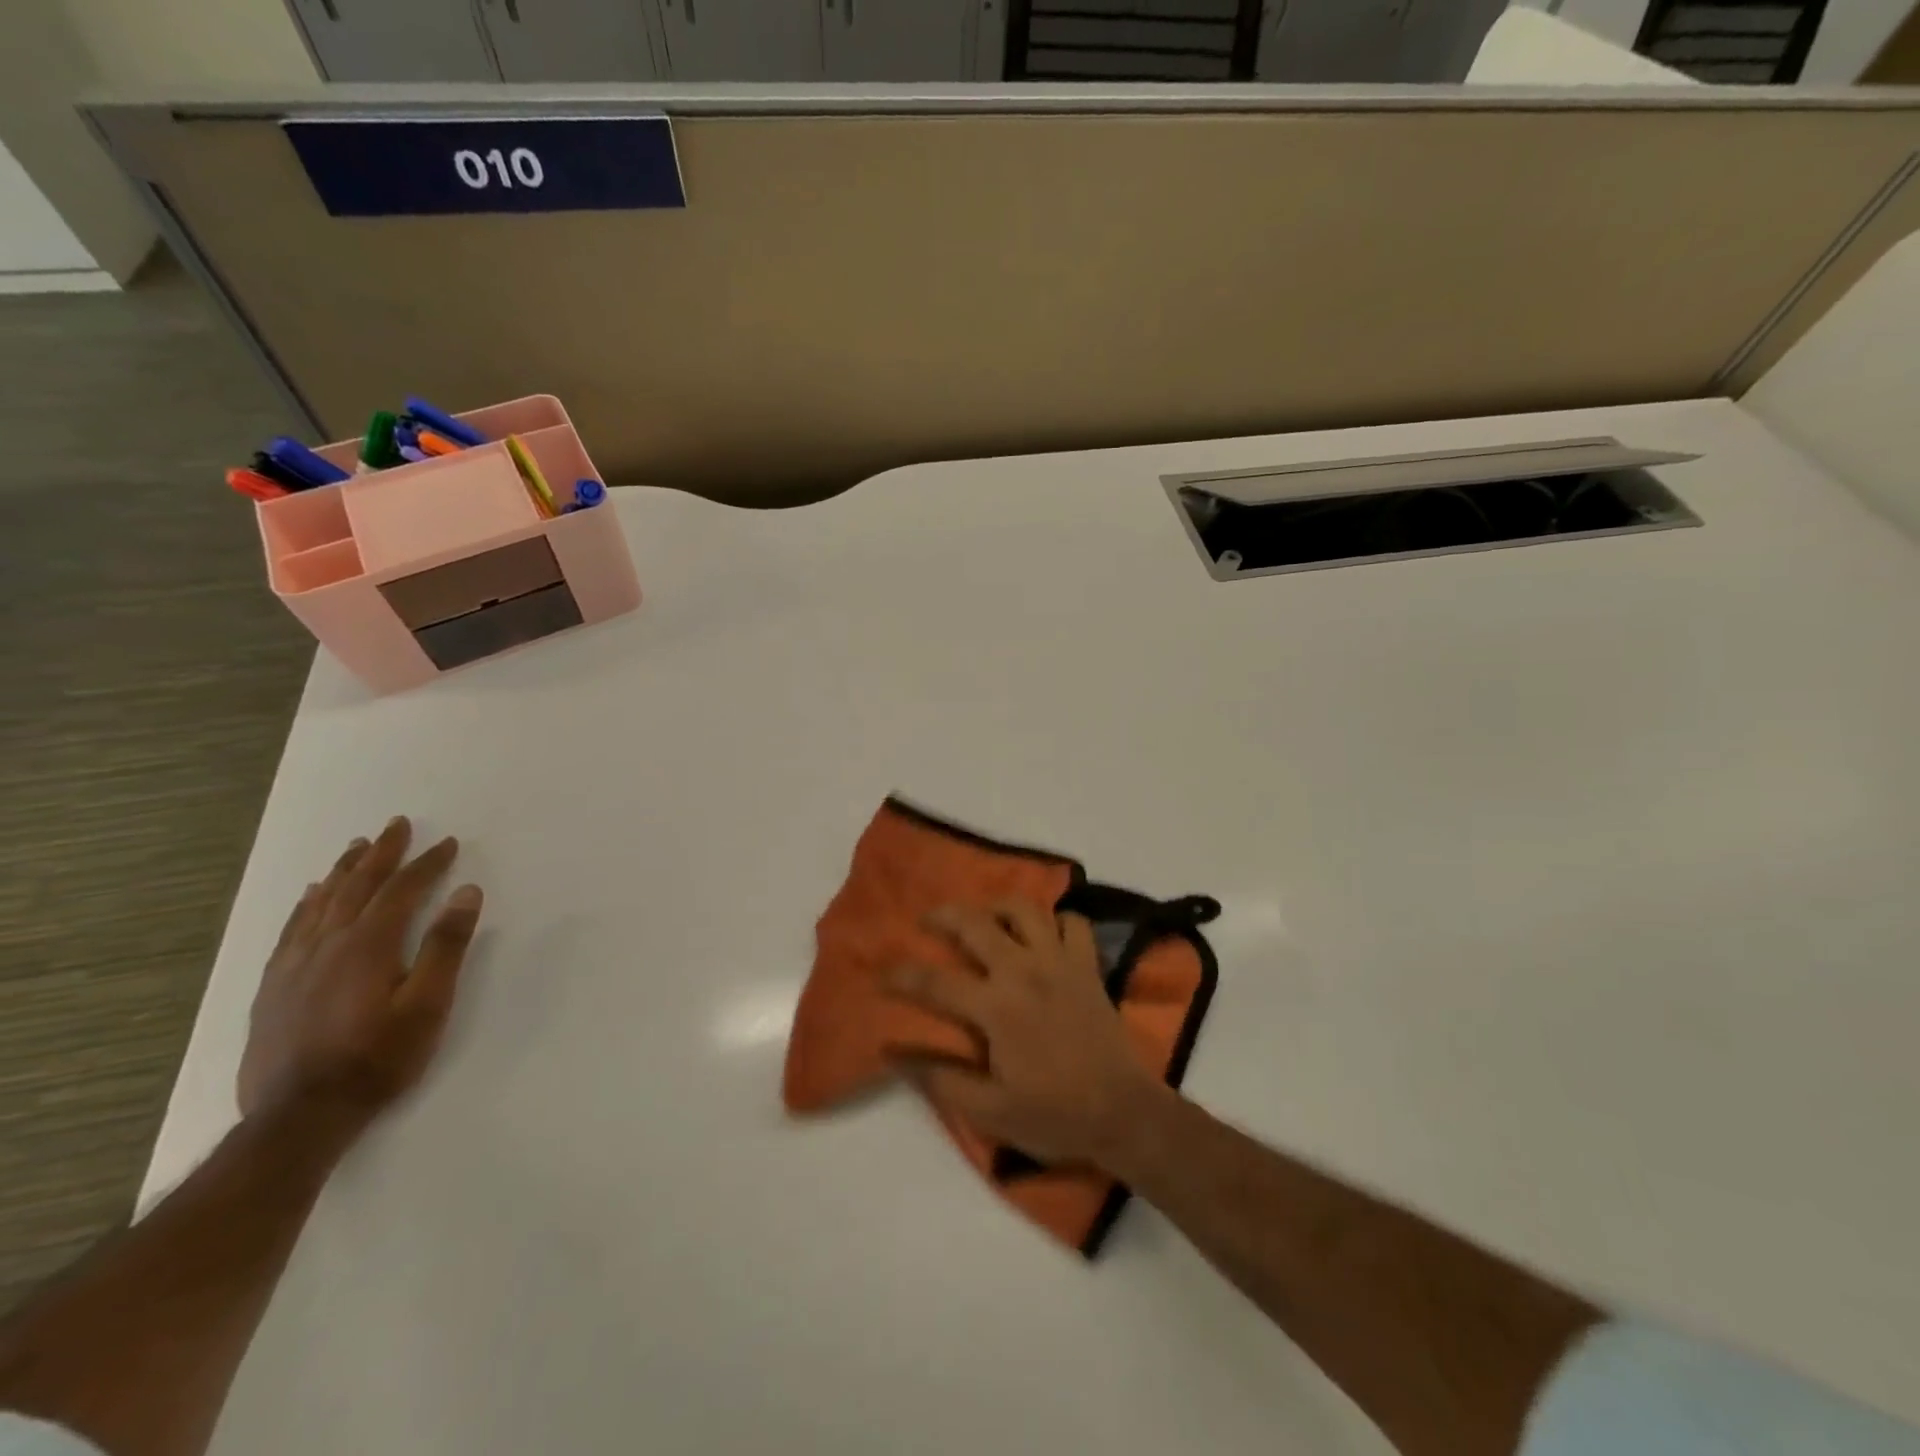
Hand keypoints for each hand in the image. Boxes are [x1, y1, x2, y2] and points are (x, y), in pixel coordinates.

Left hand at [237, 816, 482, 1130]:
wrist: (300, 1116)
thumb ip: (447, 946)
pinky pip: (292, 929)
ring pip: (321, 903)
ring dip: (343, 871)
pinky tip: (311, 896)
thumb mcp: (429, 1005)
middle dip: (381, 854)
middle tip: (396, 825)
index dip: (427, 863)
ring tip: (357, 847)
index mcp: (369, 945)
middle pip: (357, 886)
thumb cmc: (378, 1058)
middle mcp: (329, 944)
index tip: (447, 842)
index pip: (402, 890)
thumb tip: (466, 891)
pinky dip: (306, 904)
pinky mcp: (274, 986)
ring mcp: (295, 965)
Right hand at [882, 901, 1166, 1168]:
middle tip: (928, 921)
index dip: (902, 976)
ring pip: (1025, 909)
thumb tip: (895, 1052)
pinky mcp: (1088, 965)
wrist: (1123, 1112)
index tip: (881, 973)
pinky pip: (1073, 923)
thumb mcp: (989, 1111)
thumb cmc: (1054, 1114)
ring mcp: (1060, 962)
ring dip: (998, 906)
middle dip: (943, 916)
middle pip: (975, 924)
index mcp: (996, 1007)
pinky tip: (1044, 934)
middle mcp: (1024, 971)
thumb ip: (940, 1078)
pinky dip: (1056, 921)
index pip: (935, 982)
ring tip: (985, 916)